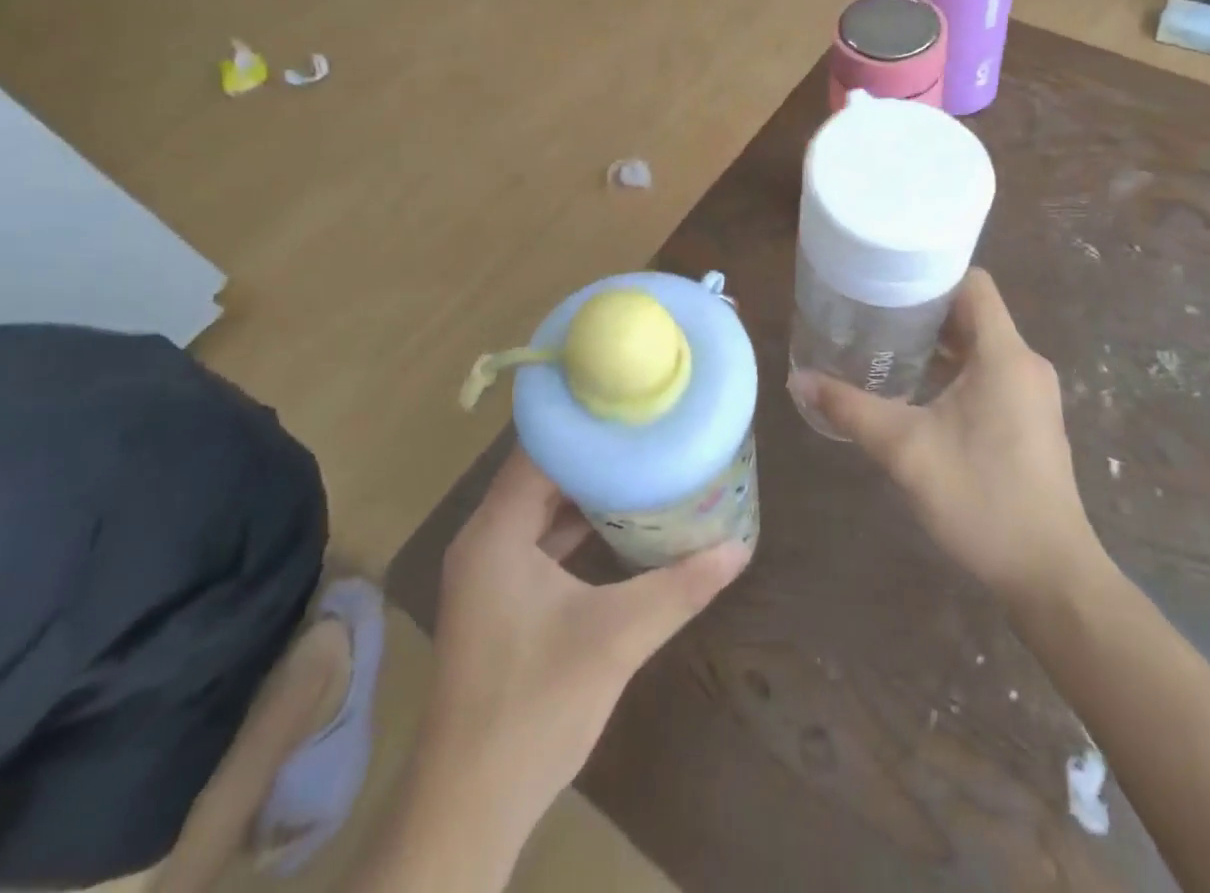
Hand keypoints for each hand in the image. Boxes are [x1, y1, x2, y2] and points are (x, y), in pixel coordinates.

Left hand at [421, 449, 750, 828]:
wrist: (470, 808)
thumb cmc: (535, 706)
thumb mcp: (616, 638)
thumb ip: (678, 588)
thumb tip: (739, 549)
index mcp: (495, 531)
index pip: (539, 448)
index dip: (585, 421)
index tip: (632, 400)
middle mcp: (484, 539)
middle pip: (541, 473)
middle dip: (594, 452)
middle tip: (648, 427)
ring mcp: (489, 572)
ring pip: (541, 508)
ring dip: (586, 490)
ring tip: (643, 462)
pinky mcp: (500, 599)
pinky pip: (539, 540)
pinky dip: (575, 527)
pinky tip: (620, 522)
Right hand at [789, 269, 1104, 605]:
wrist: (1049, 575)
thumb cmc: (981, 500)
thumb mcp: (905, 450)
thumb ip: (850, 409)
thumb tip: (799, 379)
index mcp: (1004, 355)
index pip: (973, 283)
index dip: (930, 274)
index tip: (885, 280)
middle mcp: (1025, 364)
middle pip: (973, 312)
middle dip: (923, 309)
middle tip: (872, 312)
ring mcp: (1032, 393)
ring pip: (981, 345)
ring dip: (938, 342)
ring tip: (885, 345)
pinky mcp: (1031, 418)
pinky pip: (990, 372)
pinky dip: (954, 369)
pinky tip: (917, 390)